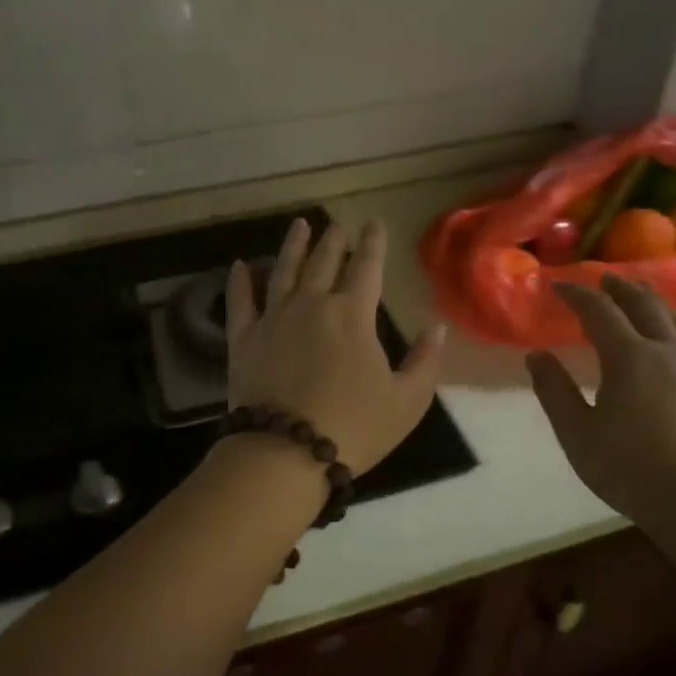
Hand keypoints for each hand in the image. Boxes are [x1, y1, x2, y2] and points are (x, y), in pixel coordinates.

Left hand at [227, 218, 446, 475]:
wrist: (286, 452)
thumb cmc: (354, 427)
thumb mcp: (407, 401)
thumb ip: (424, 361)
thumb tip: (436, 328)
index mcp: (353, 314)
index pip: (367, 267)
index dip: (373, 243)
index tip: (374, 223)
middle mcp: (312, 304)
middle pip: (324, 262)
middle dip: (335, 239)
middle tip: (338, 223)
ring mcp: (273, 318)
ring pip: (283, 270)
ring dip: (293, 246)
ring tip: (299, 225)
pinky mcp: (243, 339)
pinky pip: (240, 302)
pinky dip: (239, 282)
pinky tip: (239, 266)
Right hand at [526, 275, 675, 529]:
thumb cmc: (630, 469)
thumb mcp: (577, 434)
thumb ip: (555, 391)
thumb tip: (536, 355)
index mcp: (630, 357)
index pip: (599, 311)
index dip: (576, 294)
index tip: (556, 285)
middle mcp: (666, 350)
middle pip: (644, 304)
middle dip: (619, 287)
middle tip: (601, 278)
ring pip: (675, 317)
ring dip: (651, 299)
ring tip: (637, 293)